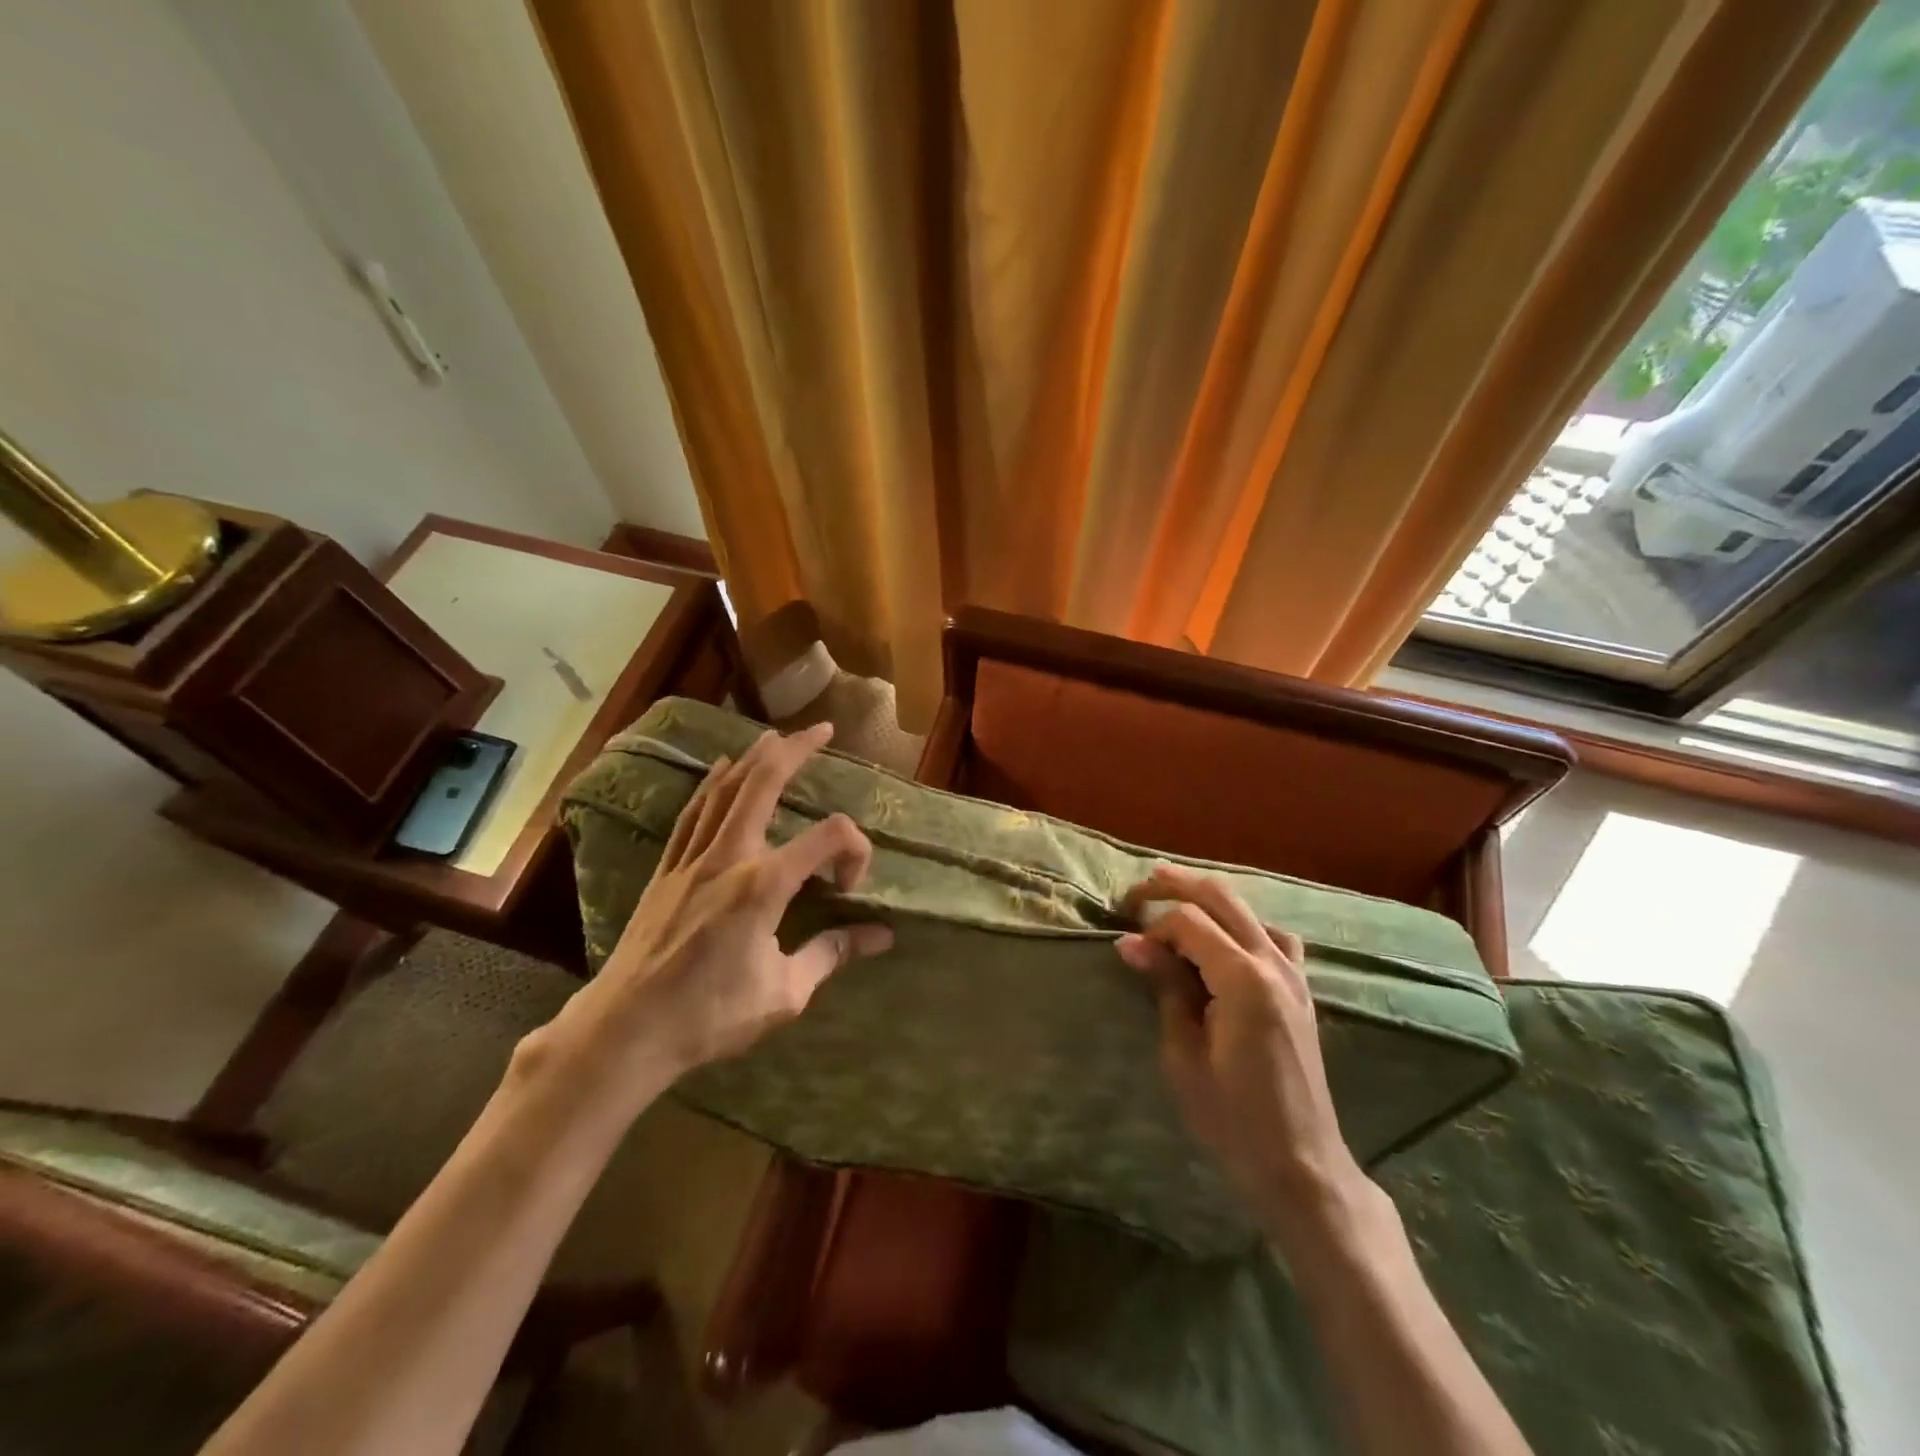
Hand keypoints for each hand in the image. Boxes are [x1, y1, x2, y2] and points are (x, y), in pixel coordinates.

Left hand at [541, 722, 892, 1110]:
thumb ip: (832, 954)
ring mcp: (693, 859)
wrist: (625, 1030)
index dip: (855, 851)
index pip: (828, 838)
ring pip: (726, 790)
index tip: (849, 890)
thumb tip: (881, 936)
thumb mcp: (784, 993)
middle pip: (764, 784)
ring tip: (777, 737)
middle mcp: (729, 857)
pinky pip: (693, 812)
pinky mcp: (668, 870)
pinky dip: (711, 784)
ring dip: (754, 758)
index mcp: (763, 886)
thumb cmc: (709, 1015)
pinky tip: (720, 768)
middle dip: (796, 750)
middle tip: (822, 730)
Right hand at [1118, 865, 1365, 1235]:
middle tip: (1136, 892)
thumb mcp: (1183, 1054)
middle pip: (1220, 898)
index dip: (1153, 928)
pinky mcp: (1301, 990)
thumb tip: (1131, 943)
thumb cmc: (1232, 1118)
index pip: (1189, 922)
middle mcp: (1273, 964)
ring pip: (1247, 910)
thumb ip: (1165, 987)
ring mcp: (1294, 974)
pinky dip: (1242, 924)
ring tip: (1171, 899)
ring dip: (1207, 899)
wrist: (1301, 1165)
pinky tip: (1225, 940)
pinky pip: (1273, 937)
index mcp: (1243, 979)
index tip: (1129, 951)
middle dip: (1175, 886)